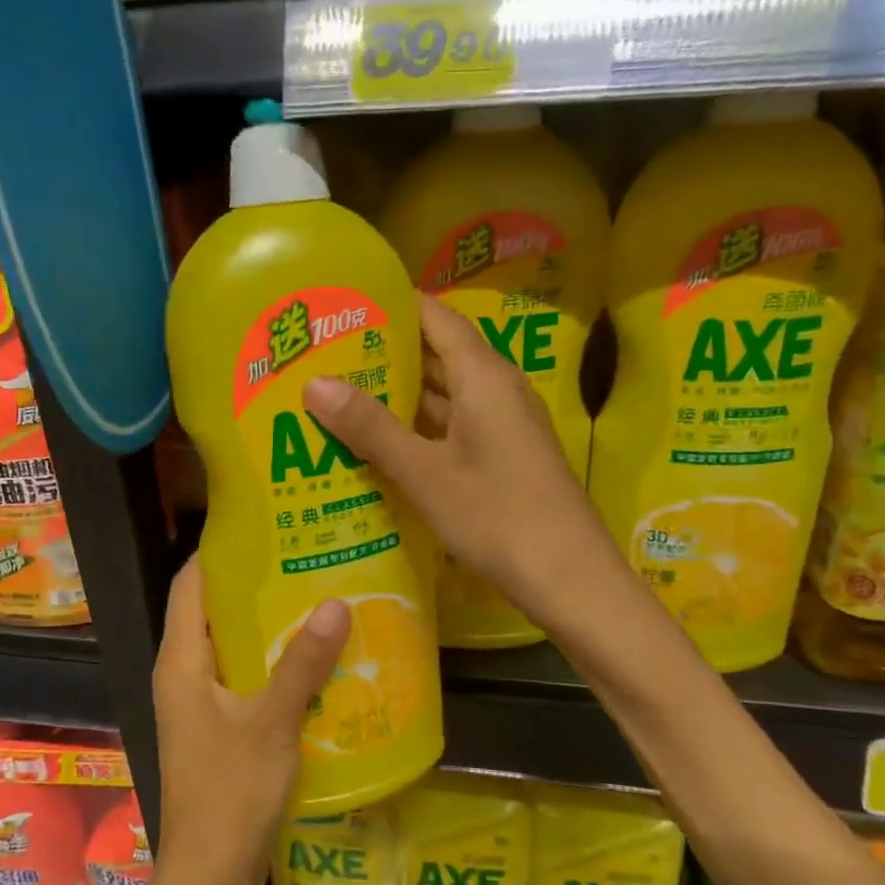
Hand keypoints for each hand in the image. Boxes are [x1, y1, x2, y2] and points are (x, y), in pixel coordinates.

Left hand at [151, 556, 348, 884]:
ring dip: (268, 621)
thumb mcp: (272, 723)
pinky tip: (315, 654)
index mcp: (182, 661)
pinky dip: (273, 658)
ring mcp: (201, 702)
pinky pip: (245, 675)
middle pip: (213, 608)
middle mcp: (184, 673)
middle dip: (255, 581)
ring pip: (232, 643)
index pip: (191, 582)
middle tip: (306, 554)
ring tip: (318, 593)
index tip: (265, 524)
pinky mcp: (219, 726)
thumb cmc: (230, 795)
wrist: (210, 878)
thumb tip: (336, 601)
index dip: (220, 549)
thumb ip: (303, 663)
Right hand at [302, 293, 624, 634]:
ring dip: (398, 394)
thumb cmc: (497, 516)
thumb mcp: (425, 473)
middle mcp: (497, 389)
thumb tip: (314, 382)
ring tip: (339, 392)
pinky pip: (452, 426)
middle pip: (437, 354)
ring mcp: (503, 425)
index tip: (342, 306)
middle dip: (385, 352)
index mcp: (484, 376)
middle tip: (325, 354)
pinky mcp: (503, 456)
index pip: (435, 317)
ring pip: (444, 395)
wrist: (570, 579)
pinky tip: (378, 442)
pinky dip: (417, 428)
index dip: (391, 305)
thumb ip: (370, 427)